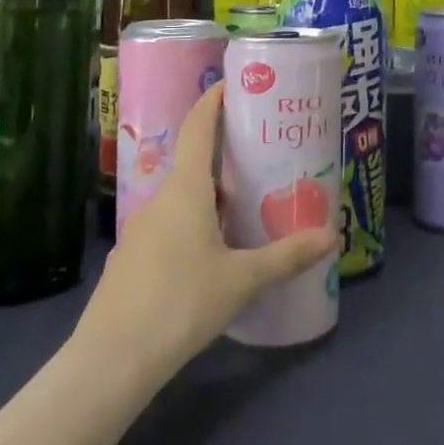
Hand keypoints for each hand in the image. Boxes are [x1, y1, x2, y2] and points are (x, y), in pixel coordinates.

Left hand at [80, 84, 337, 373]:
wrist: (111, 361)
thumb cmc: (181, 303)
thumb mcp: (243, 279)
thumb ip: (288, 255)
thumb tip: (332, 236)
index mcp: (185, 190)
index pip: (197, 128)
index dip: (213, 101)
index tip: (233, 83)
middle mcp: (160, 200)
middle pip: (194, 162)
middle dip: (226, 153)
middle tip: (264, 151)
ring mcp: (141, 231)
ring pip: (184, 198)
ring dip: (213, 192)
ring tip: (249, 200)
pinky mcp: (133, 260)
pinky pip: (172, 225)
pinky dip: (197, 222)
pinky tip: (217, 248)